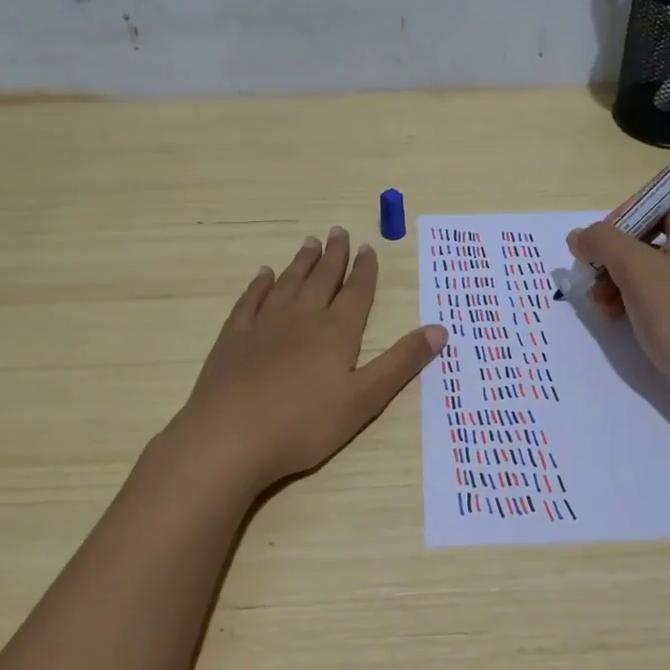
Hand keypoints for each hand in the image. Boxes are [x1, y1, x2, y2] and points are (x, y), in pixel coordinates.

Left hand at [169, 228, 445, 491]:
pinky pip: (250, 301)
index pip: (356, 293)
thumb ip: (401, 362)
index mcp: (336, 332)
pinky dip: (260, 285)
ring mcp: (263, 325)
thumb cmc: (304, 424)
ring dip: (301, 263)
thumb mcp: (364, 399)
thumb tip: (439, 328)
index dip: (364, 270)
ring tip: (309, 243)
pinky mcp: (233, 338)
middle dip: (334, 256)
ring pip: (287, 284)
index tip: (368, 247)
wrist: (229, 438)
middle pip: (322, 279)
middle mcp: (301, 318)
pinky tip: (263, 275)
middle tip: (338, 231)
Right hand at [569, 188, 669, 415]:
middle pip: (652, 226)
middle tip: (593, 269)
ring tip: (597, 301)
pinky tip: (612, 315)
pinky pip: (657, 285)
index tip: (608, 235)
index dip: (632, 205)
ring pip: (649, 259)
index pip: (666, 190)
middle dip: (615, 248)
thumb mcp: (637, 272)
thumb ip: (603, 243)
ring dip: (616, 274)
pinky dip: (631, 294)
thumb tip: (579, 235)